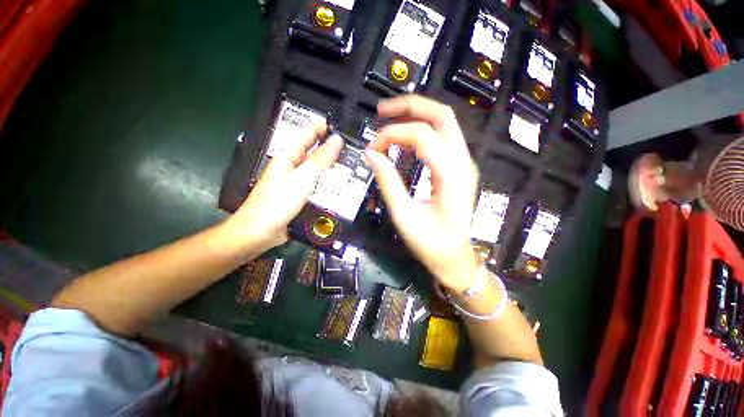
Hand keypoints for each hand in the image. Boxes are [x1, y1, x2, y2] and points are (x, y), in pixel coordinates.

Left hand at [227, 124, 343, 251]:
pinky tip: (341, 184)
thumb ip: (320, 159)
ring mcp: (297, 181)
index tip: (342, 124)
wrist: (261, 232)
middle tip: (354, 147)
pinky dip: (329, 182)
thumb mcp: (302, 178)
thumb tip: (337, 139)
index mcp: (289, 156)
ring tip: (352, 164)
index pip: (308, 134)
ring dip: (332, 165)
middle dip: (332, 147)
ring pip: (318, 168)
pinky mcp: (301, 195)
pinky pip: (317, 184)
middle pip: (314, 151)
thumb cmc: (278, 202)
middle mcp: (293, 166)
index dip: (323, 127)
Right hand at [366, 95, 479, 292]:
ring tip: (388, 121)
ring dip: (415, 116)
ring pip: (444, 123)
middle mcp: (463, 163)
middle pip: (442, 116)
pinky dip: (420, 131)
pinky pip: (441, 138)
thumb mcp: (404, 217)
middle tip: (382, 111)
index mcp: (452, 176)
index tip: (372, 147)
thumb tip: (372, 154)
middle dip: (410, 106)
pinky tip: (402, 139)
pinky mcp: (457, 167)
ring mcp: (463, 163)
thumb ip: (388, 183)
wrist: (454, 256)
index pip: (422, 136)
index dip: (393, 134)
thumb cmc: (430, 243)